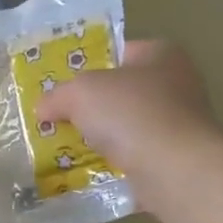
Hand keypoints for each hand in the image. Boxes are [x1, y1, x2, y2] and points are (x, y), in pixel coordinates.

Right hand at [39, 41, 221, 200]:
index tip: (62, 86)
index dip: (88, 66)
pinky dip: (115, 162)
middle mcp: (177, 83)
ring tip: (67, 148)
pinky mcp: (177, 156)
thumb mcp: (80, 93)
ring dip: (102, 137)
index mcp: (160, 53)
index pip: (118, 52)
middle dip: (91, 106)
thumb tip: (43, 108)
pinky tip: (91, 170)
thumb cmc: (130, 113)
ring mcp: (180, 122)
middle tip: (59, 118)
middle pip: (121, 91)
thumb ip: (57, 96)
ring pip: (127, 126)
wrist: (174, 169)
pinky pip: (135, 154)